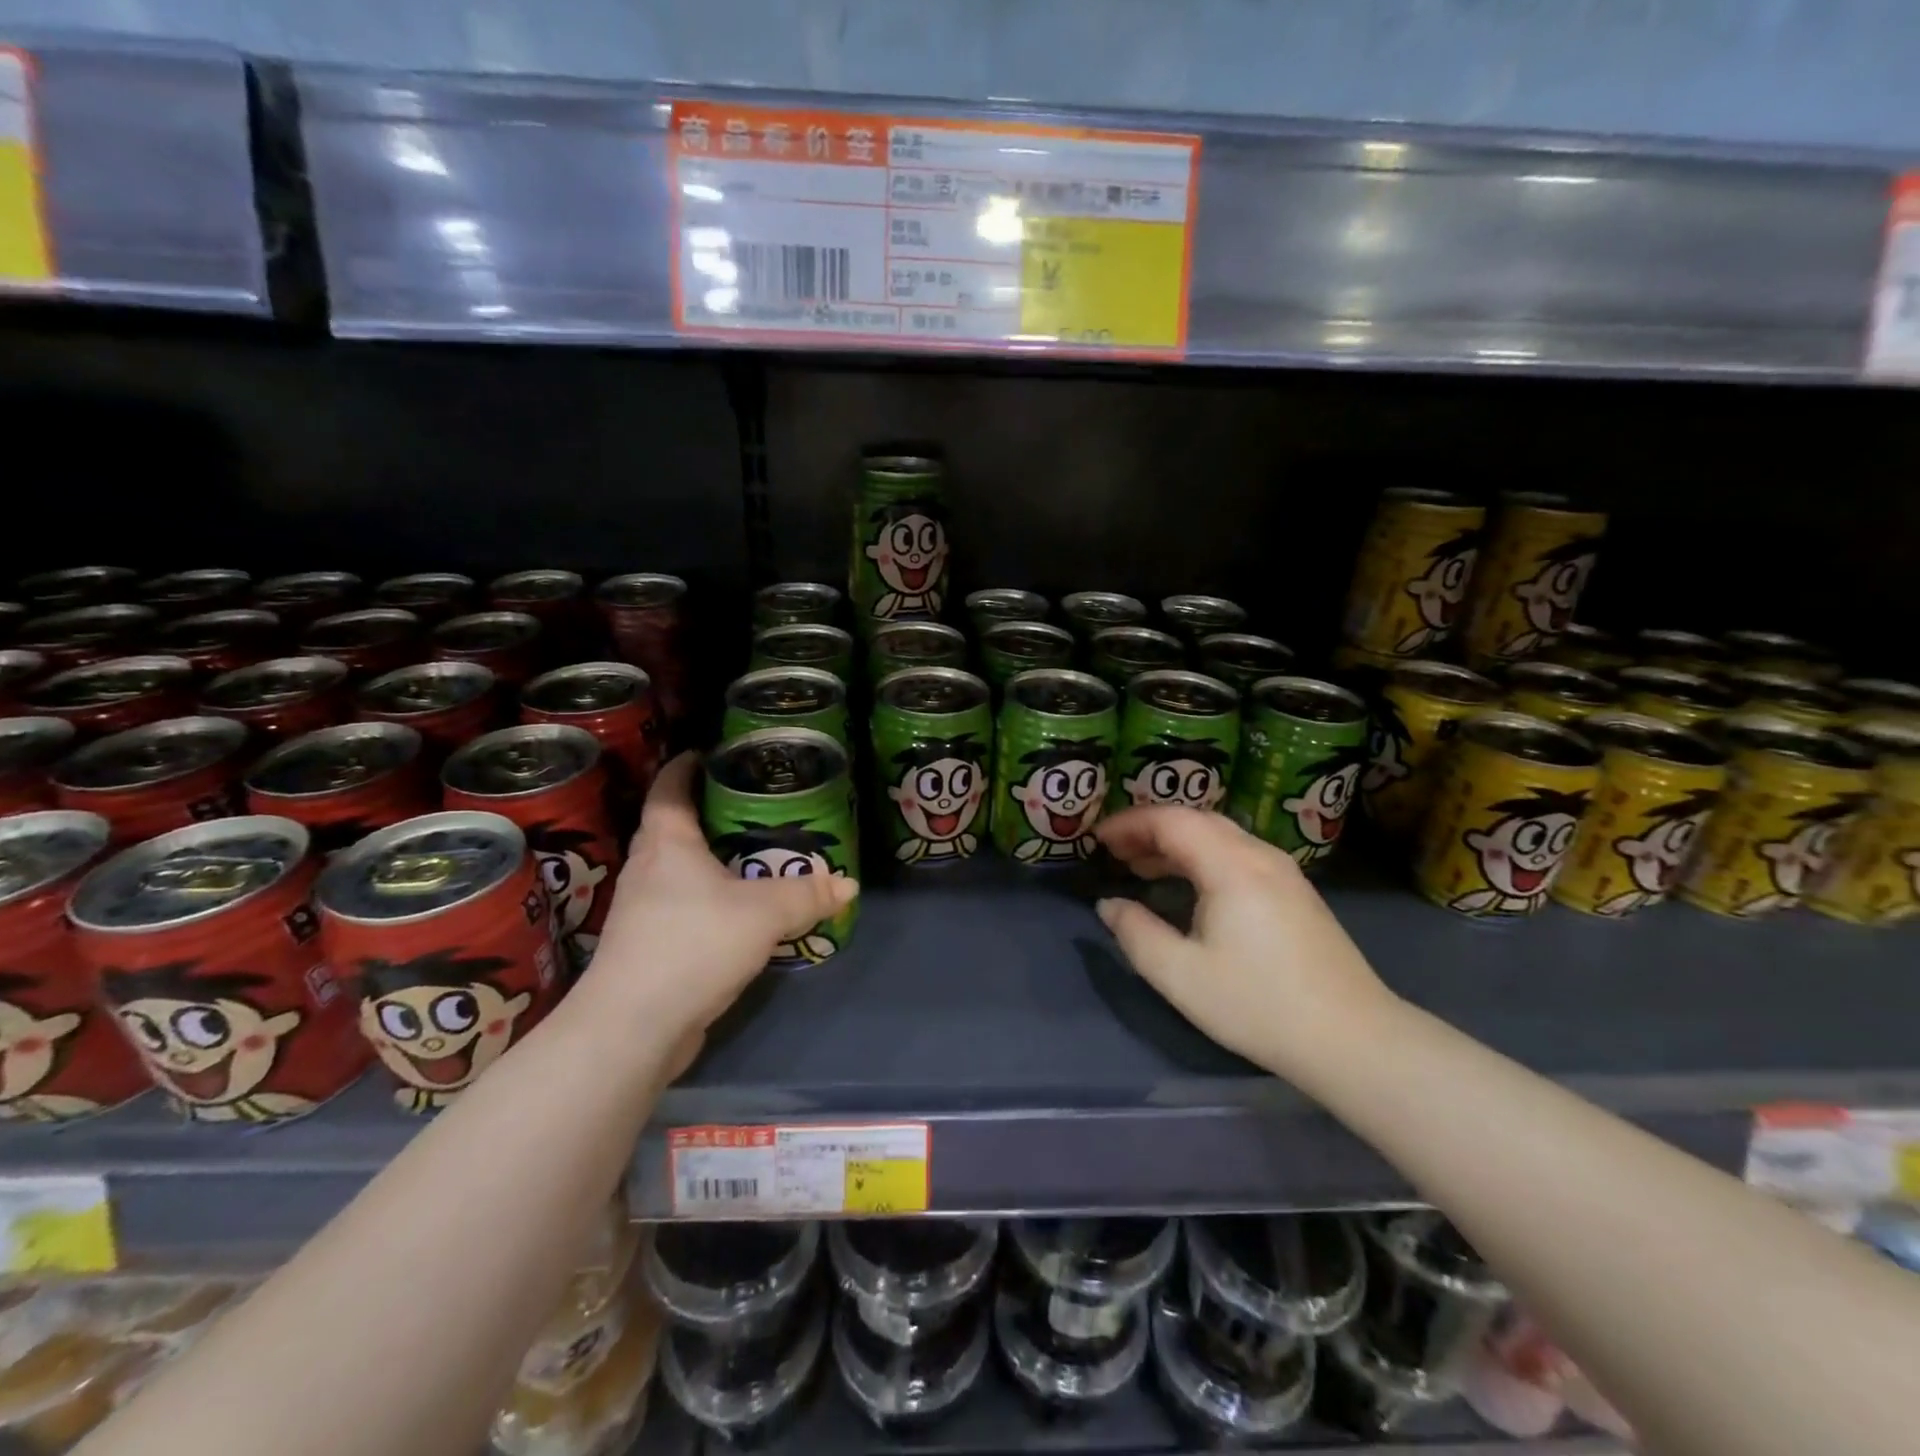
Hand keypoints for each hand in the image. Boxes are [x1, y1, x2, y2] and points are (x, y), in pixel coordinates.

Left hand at [576, 752, 857, 1062]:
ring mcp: (642, 910)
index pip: (669, 789)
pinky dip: (705, 898)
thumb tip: (848, 884)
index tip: (708, 754)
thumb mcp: (764, 914)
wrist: (634, 1026)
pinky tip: (735, 911)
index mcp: (667, 844)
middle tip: (747, 804)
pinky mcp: (647, 947)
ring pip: (675, 870)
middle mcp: (647, 869)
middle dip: (703, 811)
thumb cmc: (694, 944)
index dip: (685, 767)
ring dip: (705, 859)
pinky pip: (679, 906)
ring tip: (748, 855)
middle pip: (670, 827)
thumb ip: (807, 895)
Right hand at [1094, 807, 1395, 1083]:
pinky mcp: (1295, 892)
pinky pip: (1238, 854)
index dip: (1129, 823)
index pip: (1171, 820)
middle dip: (1150, 829)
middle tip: (1114, 852)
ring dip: (1176, 844)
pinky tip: (1188, 887)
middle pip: (1196, 820)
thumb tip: (1109, 905)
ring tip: (1140, 867)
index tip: (1097, 840)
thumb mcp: (1181, 976)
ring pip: (1219, 836)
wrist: (1354, 1039)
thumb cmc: (1259, 1005)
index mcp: (1231, 865)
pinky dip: (1201, 857)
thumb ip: (1136, 934)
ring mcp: (1283, 872)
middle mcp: (1259, 855)